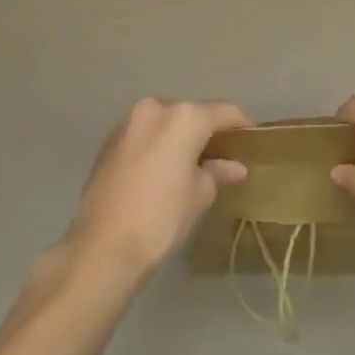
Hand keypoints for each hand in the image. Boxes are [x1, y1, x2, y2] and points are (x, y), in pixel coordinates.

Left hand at [67, 97, 251, 278]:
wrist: (103, 246)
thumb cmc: (161, 217)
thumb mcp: (199, 195)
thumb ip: (218, 172)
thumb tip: (234, 167)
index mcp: (183, 116)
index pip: (224, 112)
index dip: (241, 126)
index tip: (251, 142)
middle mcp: (155, 108)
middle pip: (191, 114)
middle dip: (207, 132)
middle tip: (221, 157)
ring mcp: (128, 122)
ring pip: (164, 123)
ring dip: (179, 138)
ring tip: (191, 165)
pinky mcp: (110, 140)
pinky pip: (144, 135)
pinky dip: (157, 145)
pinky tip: (162, 171)